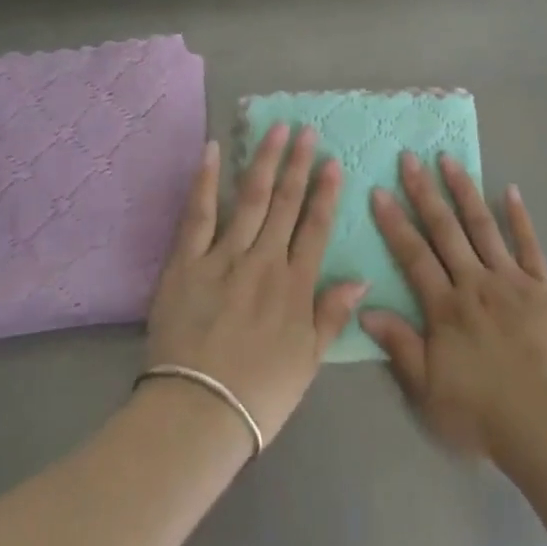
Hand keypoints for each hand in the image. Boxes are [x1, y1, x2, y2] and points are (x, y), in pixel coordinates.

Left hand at [146, 125, 366, 444]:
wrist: (198, 415)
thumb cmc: (259, 394)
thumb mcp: (309, 361)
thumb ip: (332, 315)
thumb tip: (360, 278)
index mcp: (294, 286)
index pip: (315, 228)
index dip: (325, 193)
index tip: (332, 162)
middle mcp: (264, 262)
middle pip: (285, 204)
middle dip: (298, 165)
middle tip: (306, 131)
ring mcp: (223, 258)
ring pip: (250, 200)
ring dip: (264, 162)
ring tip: (275, 129)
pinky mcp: (186, 264)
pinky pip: (198, 216)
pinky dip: (206, 181)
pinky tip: (213, 151)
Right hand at [362, 154, 546, 461]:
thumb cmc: (482, 413)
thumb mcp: (428, 390)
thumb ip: (399, 345)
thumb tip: (365, 308)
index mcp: (445, 307)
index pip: (413, 255)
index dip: (394, 223)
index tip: (380, 190)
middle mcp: (475, 282)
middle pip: (445, 230)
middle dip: (424, 192)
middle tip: (410, 158)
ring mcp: (512, 279)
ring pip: (483, 226)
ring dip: (464, 191)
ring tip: (449, 160)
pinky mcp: (544, 286)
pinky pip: (530, 244)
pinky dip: (519, 216)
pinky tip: (510, 190)